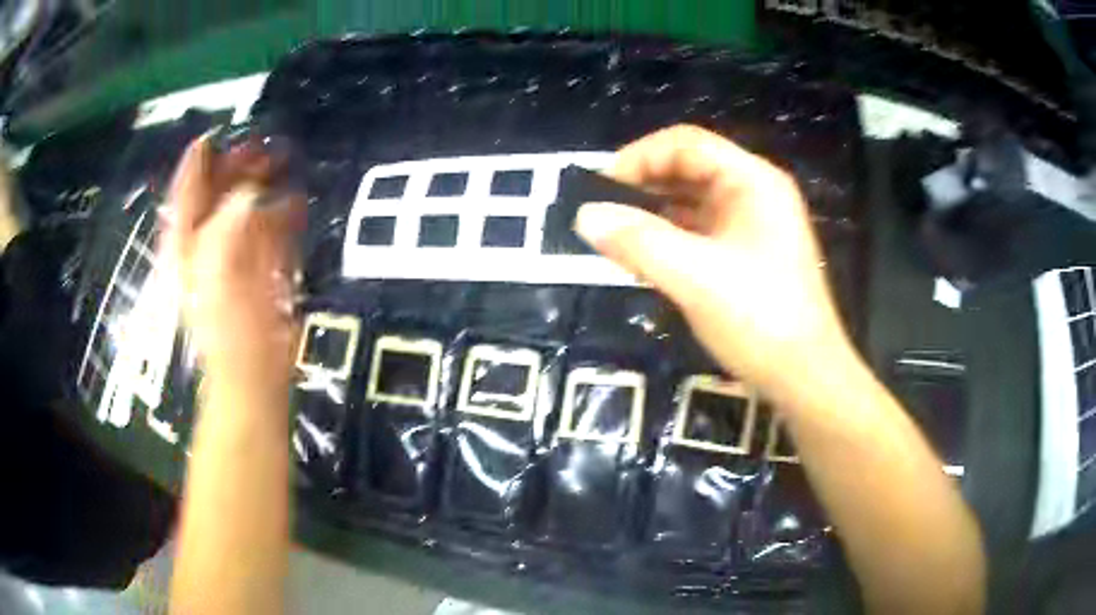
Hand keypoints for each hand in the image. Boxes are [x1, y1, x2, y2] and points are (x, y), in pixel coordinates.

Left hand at [162, 135, 302, 382]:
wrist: (251, 368)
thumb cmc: (224, 321)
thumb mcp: (215, 265)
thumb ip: (228, 221)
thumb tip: (249, 192)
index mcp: (187, 244)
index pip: (185, 195)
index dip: (195, 165)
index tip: (210, 137)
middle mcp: (207, 245)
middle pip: (217, 196)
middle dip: (236, 169)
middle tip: (259, 144)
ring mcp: (235, 257)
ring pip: (246, 210)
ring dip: (262, 186)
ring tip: (283, 162)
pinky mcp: (261, 269)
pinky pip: (270, 232)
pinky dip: (282, 214)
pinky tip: (295, 202)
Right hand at [575, 125, 853, 400]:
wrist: (805, 377)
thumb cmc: (760, 320)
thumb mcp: (696, 278)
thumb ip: (639, 241)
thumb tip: (585, 215)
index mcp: (752, 181)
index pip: (686, 144)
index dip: (640, 157)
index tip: (600, 188)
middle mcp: (755, 193)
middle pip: (690, 168)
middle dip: (644, 185)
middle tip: (602, 213)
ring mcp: (754, 224)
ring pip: (693, 202)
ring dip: (654, 213)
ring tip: (616, 235)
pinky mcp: (749, 254)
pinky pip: (701, 231)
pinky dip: (671, 237)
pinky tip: (645, 256)